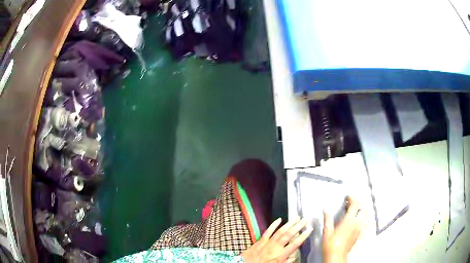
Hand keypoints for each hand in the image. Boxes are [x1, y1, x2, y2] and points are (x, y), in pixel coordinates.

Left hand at [241, 218, 312, 262]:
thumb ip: (285, 262)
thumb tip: (294, 257)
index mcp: (279, 256)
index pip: (294, 245)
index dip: (302, 237)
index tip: (309, 230)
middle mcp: (274, 248)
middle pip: (288, 235)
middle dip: (298, 227)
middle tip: (305, 220)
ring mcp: (267, 243)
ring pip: (280, 231)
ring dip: (289, 224)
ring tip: (297, 217)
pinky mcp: (260, 241)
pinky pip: (267, 231)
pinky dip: (273, 224)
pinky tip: (279, 219)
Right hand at [322, 197, 365, 262]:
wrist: (336, 256)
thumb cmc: (330, 244)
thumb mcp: (327, 231)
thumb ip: (328, 219)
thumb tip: (326, 209)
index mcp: (348, 220)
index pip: (355, 204)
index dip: (352, 198)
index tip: (347, 197)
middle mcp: (356, 223)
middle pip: (361, 208)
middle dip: (356, 204)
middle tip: (349, 204)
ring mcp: (358, 229)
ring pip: (363, 215)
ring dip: (358, 211)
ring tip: (351, 212)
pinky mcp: (358, 234)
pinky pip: (362, 223)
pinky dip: (359, 219)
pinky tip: (352, 222)